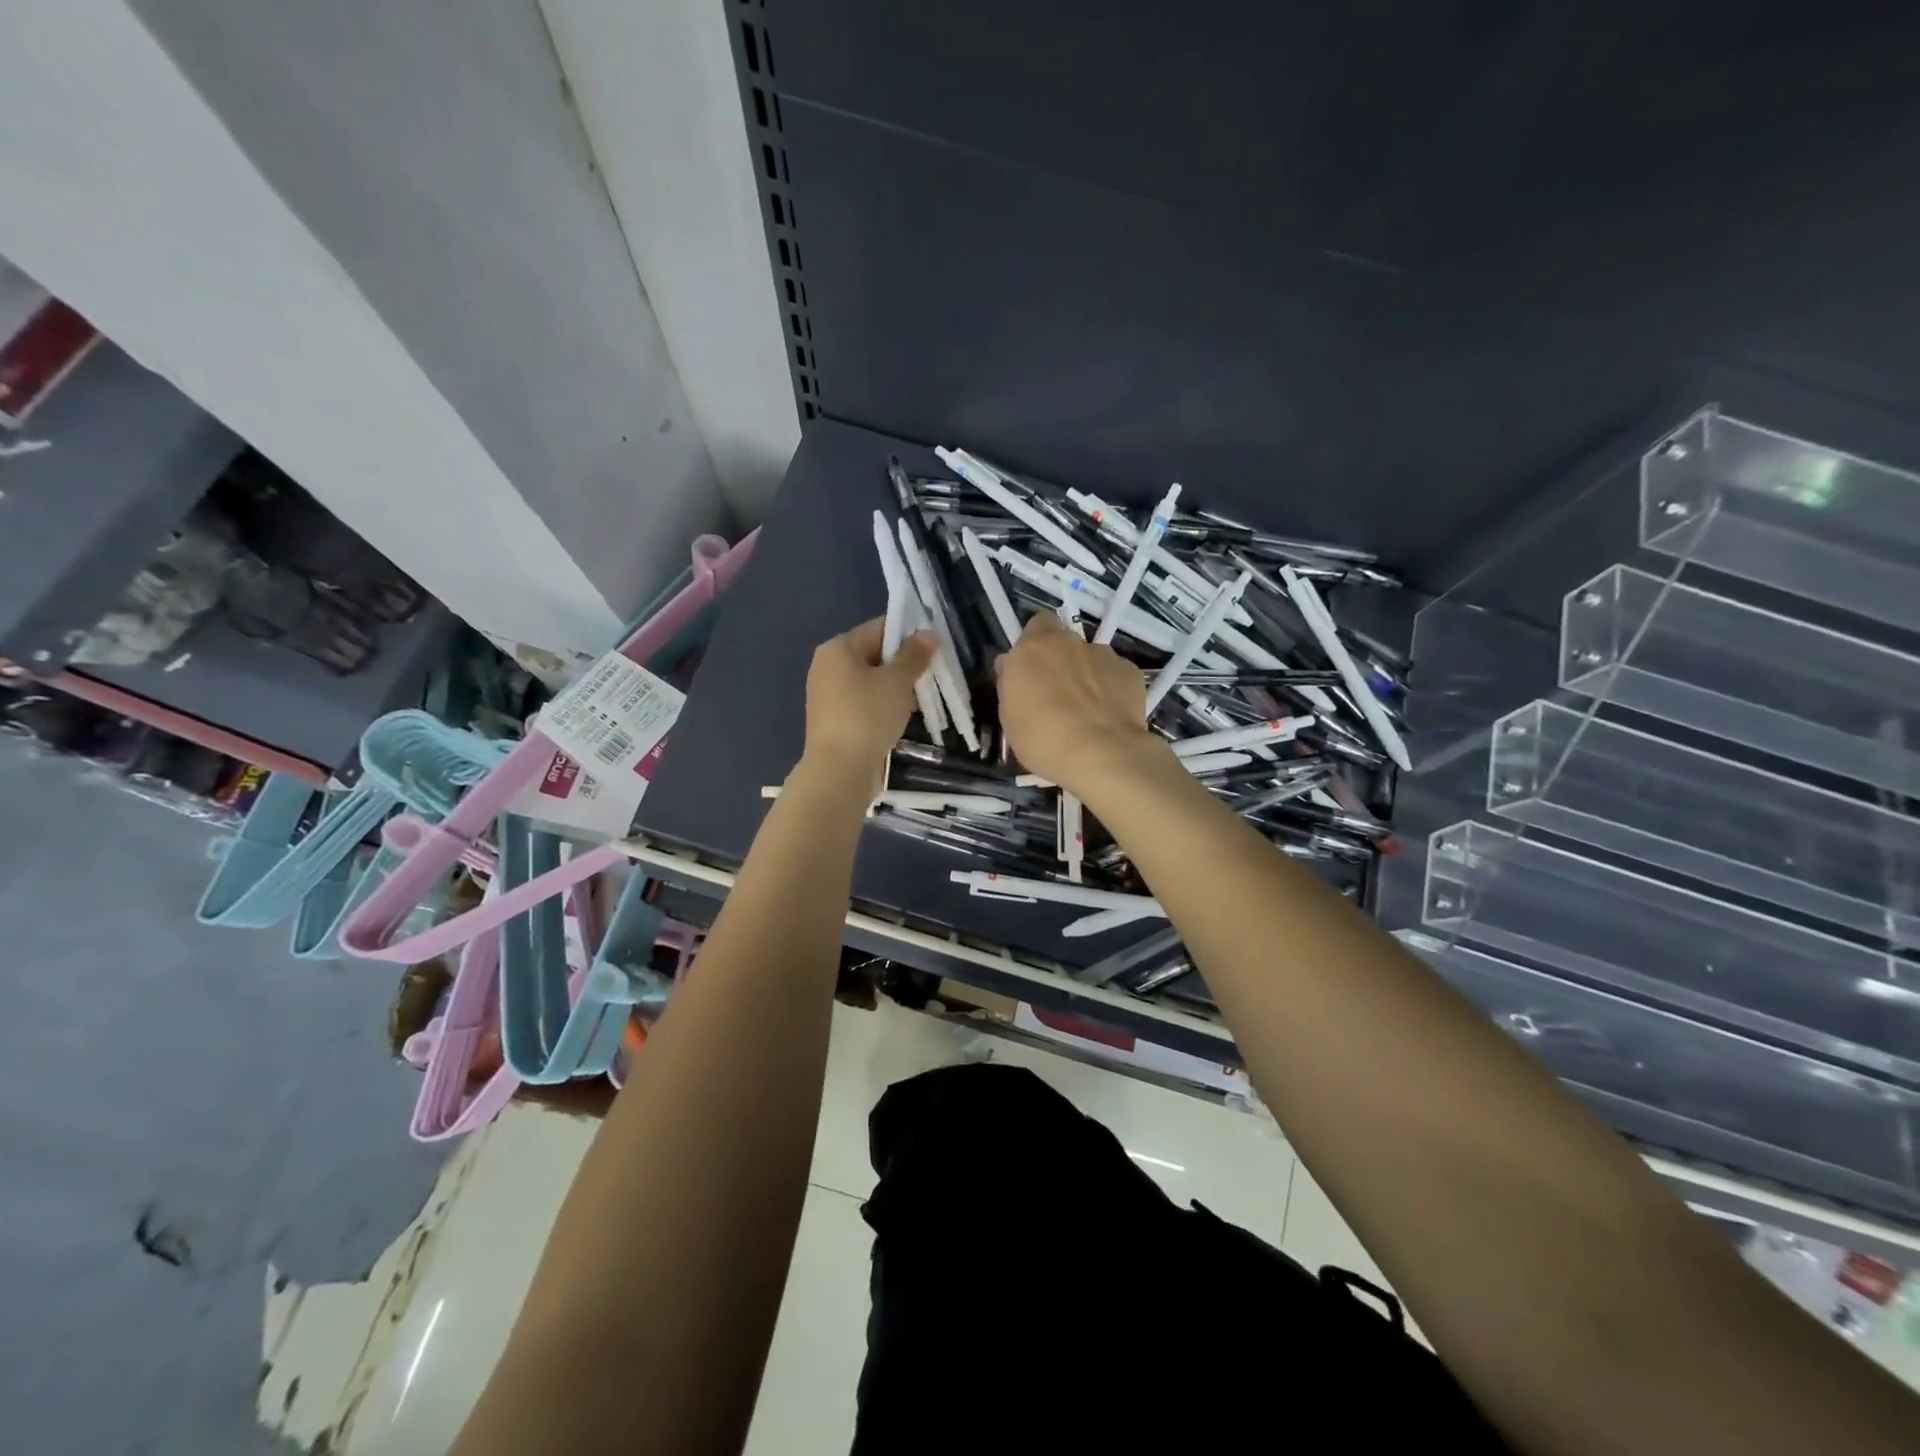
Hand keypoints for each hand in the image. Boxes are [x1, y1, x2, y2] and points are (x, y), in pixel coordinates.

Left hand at [802, 618, 934, 788]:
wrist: (840, 770)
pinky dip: (883, 706)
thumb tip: (928, 633)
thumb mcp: (898, 681)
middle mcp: (827, 667)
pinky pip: (864, 703)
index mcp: (838, 648)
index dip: (909, 634)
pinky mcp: (834, 721)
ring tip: (922, 698)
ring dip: (896, 688)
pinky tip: (903, 718)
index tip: (934, 647)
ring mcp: (828, 696)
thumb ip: (914, 655)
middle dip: (904, 664)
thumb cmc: (868, 715)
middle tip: (932, 674)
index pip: (879, 628)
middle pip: (874, 655)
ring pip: (870, 682)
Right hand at [995, 613, 1163, 791]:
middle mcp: (1068, 642)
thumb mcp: (1009, 715)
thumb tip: (1011, 666)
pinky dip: (1111, 688)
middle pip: (1064, 641)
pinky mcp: (1131, 671)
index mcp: (1033, 648)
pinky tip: (1109, 715)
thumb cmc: (1042, 739)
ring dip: (1087, 675)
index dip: (1035, 643)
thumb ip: (1011, 683)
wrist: (1100, 754)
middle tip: (1057, 694)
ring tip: (1089, 709)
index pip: (1036, 624)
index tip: (1031, 669)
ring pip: (1091, 658)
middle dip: (1061, 661)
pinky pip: (1115, 674)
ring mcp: (1103, 654)